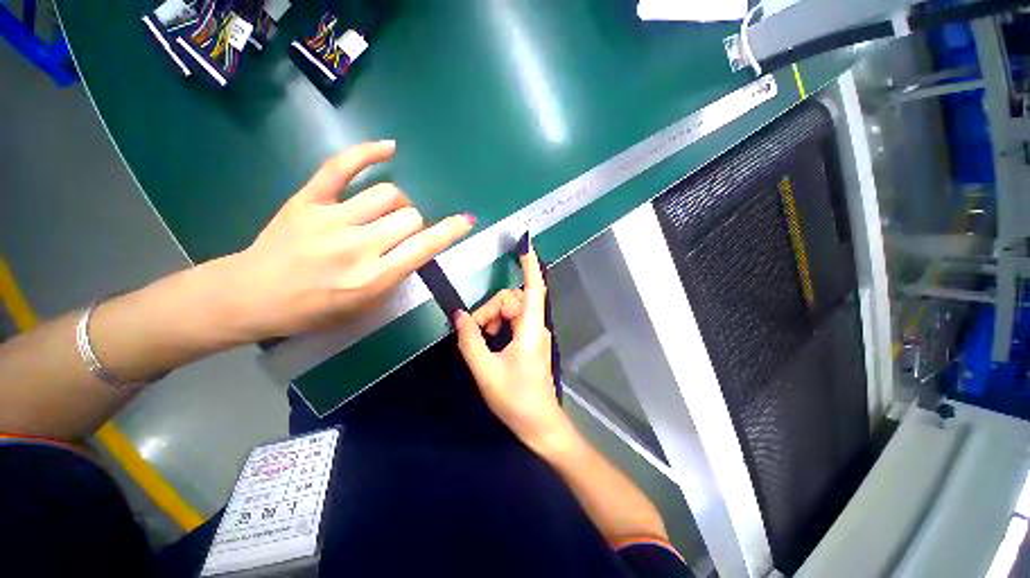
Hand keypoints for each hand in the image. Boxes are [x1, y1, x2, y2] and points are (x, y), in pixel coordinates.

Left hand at [223, 141, 474, 338]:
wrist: (251, 296)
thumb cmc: (313, 310)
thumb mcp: (365, 306)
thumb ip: (395, 276)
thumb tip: (416, 247)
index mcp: (373, 278)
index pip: (423, 247)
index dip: (449, 232)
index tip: (465, 221)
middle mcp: (357, 246)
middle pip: (410, 217)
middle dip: (415, 224)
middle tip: (401, 234)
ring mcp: (331, 219)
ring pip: (388, 194)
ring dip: (398, 203)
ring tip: (387, 211)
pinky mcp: (308, 200)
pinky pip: (342, 167)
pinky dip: (368, 153)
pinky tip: (389, 148)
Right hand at [455, 241, 574, 455]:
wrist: (539, 424)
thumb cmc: (516, 399)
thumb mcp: (485, 370)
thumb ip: (470, 340)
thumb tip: (458, 315)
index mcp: (530, 329)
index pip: (534, 288)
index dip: (530, 265)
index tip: (525, 245)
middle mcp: (535, 326)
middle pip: (512, 300)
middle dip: (490, 310)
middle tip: (474, 333)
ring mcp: (534, 333)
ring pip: (510, 310)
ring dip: (492, 319)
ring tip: (481, 341)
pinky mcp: (530, 341)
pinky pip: (512, 322)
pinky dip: (497, 326)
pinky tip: (489, 342)